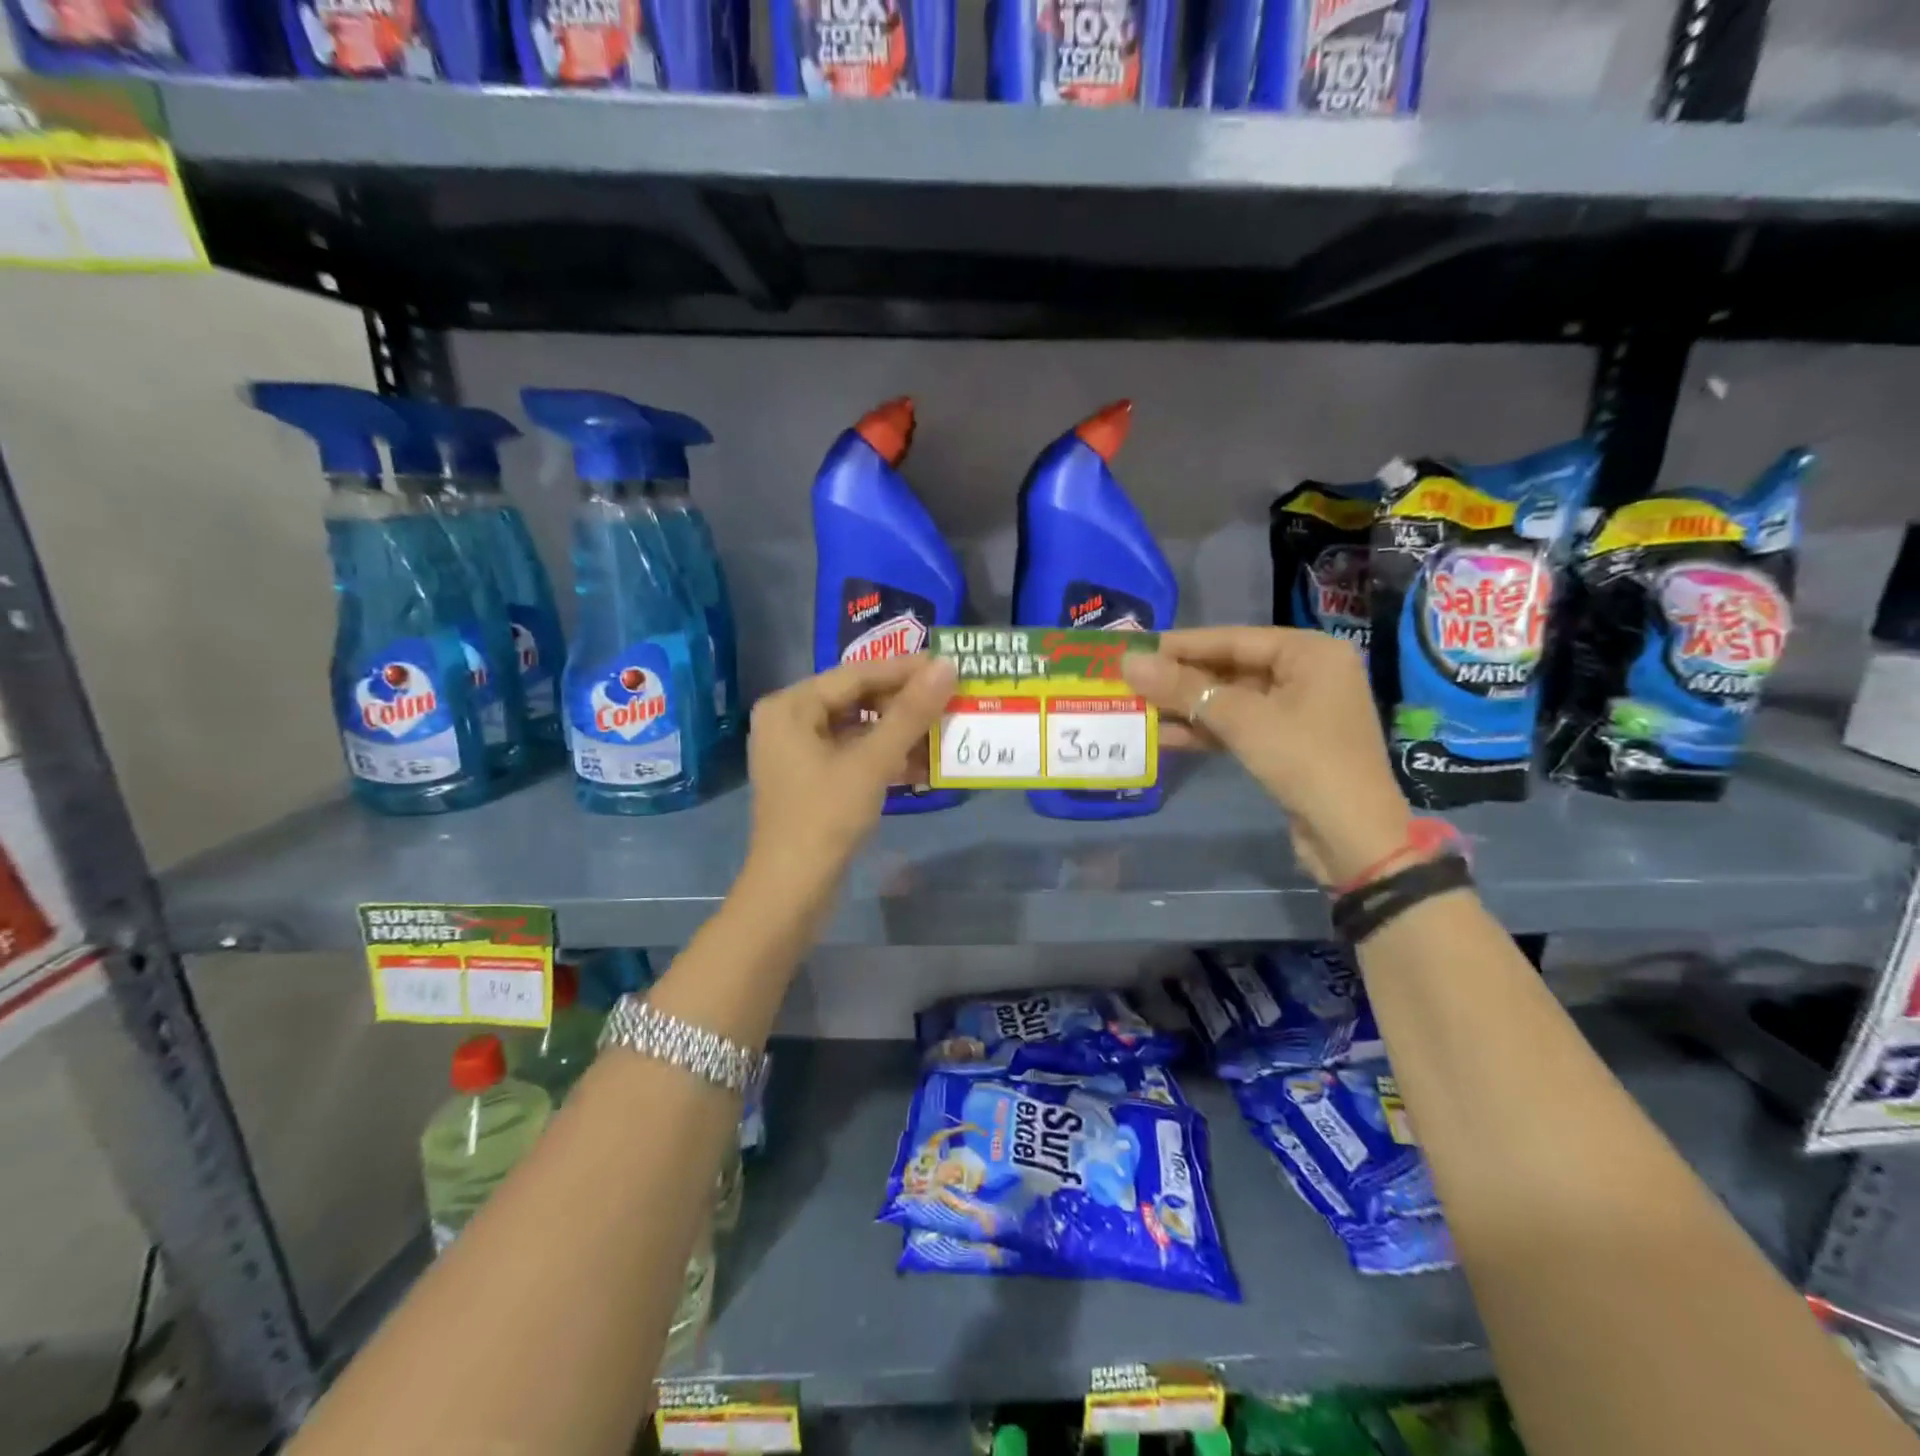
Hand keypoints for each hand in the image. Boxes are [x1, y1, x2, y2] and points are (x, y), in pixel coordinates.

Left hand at [745, 653, 957, 883]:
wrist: (791, 891)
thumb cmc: (826, 818)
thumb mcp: (872, 762)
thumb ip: (910, 713)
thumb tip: (946, 666)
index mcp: (790, 706)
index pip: (856, 674)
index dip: (905, 670)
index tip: (948, 666)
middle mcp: (788, 720)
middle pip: (855, 699)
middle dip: (903, 704)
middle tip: (949, 700)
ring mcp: (797, 752)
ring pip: (857, 728)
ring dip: (898, 732)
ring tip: (942, 730)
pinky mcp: (810, 779)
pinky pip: (852, 753)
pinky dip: (883, 757)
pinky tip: (921, 764)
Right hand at [1123, 628, 1412, 885]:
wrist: (1354, 837)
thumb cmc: (1305, 761)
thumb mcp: (1242, 720)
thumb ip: (1184, 689)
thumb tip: (1129, 662)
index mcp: (1310, 653)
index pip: (1234, 639)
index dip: (1182, 645)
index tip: (1136, 649)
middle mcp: (1308, 674)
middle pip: (1231, 668)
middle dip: (1181, 680)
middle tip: (1131, 681)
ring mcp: (1298, 711)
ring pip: (1231, 701)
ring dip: (1188, 708)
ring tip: (1139, 709)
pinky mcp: (1287, 745)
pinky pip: (1239, 727)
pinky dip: (1206, 732)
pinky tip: (1165, 737)